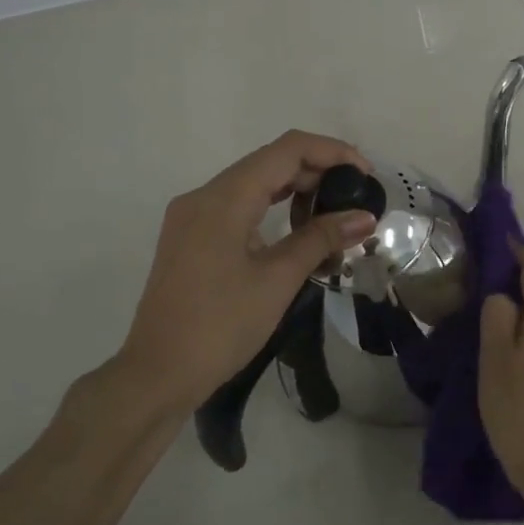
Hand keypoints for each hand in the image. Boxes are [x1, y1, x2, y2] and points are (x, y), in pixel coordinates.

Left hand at [109, 132, 377, 413]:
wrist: (157, 375)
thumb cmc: (220, 326)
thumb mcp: (278, 280)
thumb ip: (321, 239)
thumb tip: (365, 217)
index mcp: (223, 198)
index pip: (287, 150)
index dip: (332, 152)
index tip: (366, 175)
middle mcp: (203, 196)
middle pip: (269, 162)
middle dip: (317, 173)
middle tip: (356, 201)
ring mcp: (192, 216)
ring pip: (254, 184)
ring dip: (296, 192)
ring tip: (333, 219)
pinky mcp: (191, 238)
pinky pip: (238, 207)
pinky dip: (272, 210)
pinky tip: (298, 234)